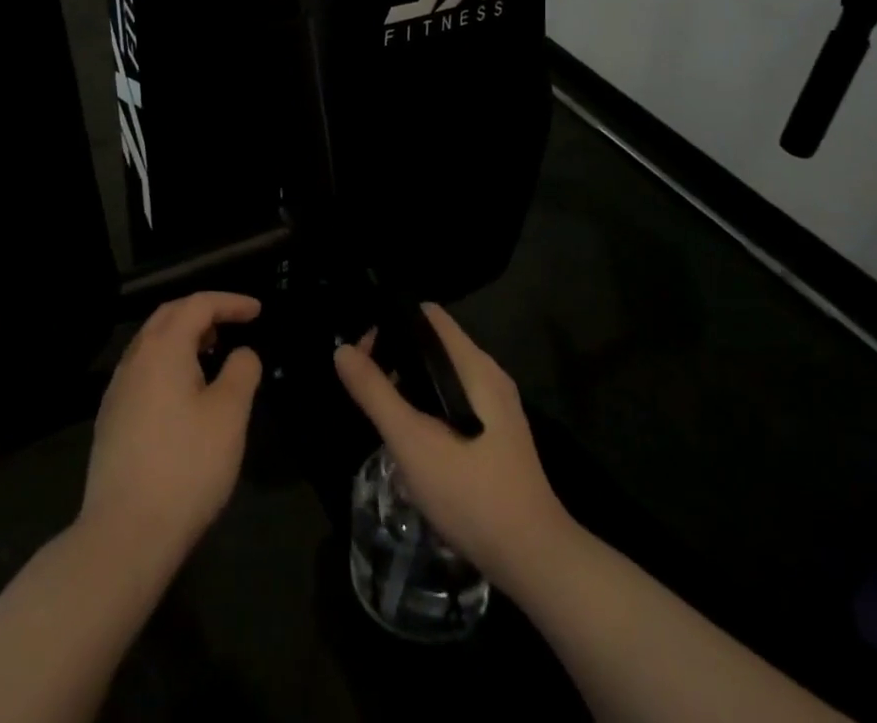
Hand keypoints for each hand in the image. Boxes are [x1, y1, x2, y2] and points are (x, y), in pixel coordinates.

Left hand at [79, 291, 263, 563]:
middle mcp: (135, 358)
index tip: (257, 311)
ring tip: (213, 354)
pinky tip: (184, 392)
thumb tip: (242, 353)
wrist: (125, 533)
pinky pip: (144, 370)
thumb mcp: (230, 415)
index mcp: (164, 348)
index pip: (198, 304)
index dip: (230, 302)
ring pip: (152, 343)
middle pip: (170, 316)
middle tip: (233, 323)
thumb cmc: (186, 466)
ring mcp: (118, 389)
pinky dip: (169, 363)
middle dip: (203, 312)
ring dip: (184, 337)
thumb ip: (242, 372)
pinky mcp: (111, 418)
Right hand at [334, 303, 569, 587]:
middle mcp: (489, 375)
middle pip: (433, 344)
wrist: (534, 560)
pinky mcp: (500, 435)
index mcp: (474, 366)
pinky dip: (430, 409)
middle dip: (397, 359)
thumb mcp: (412, 442)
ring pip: (443, 376)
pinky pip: (456, 401)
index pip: (427, 316)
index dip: (391, 325)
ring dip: (411, 388)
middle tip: (369, 391)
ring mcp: (498, 407)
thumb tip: (343, 350)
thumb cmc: (470, 492)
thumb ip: (375, 393)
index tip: (365, 356)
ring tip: (387, 418)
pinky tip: (416, 443)